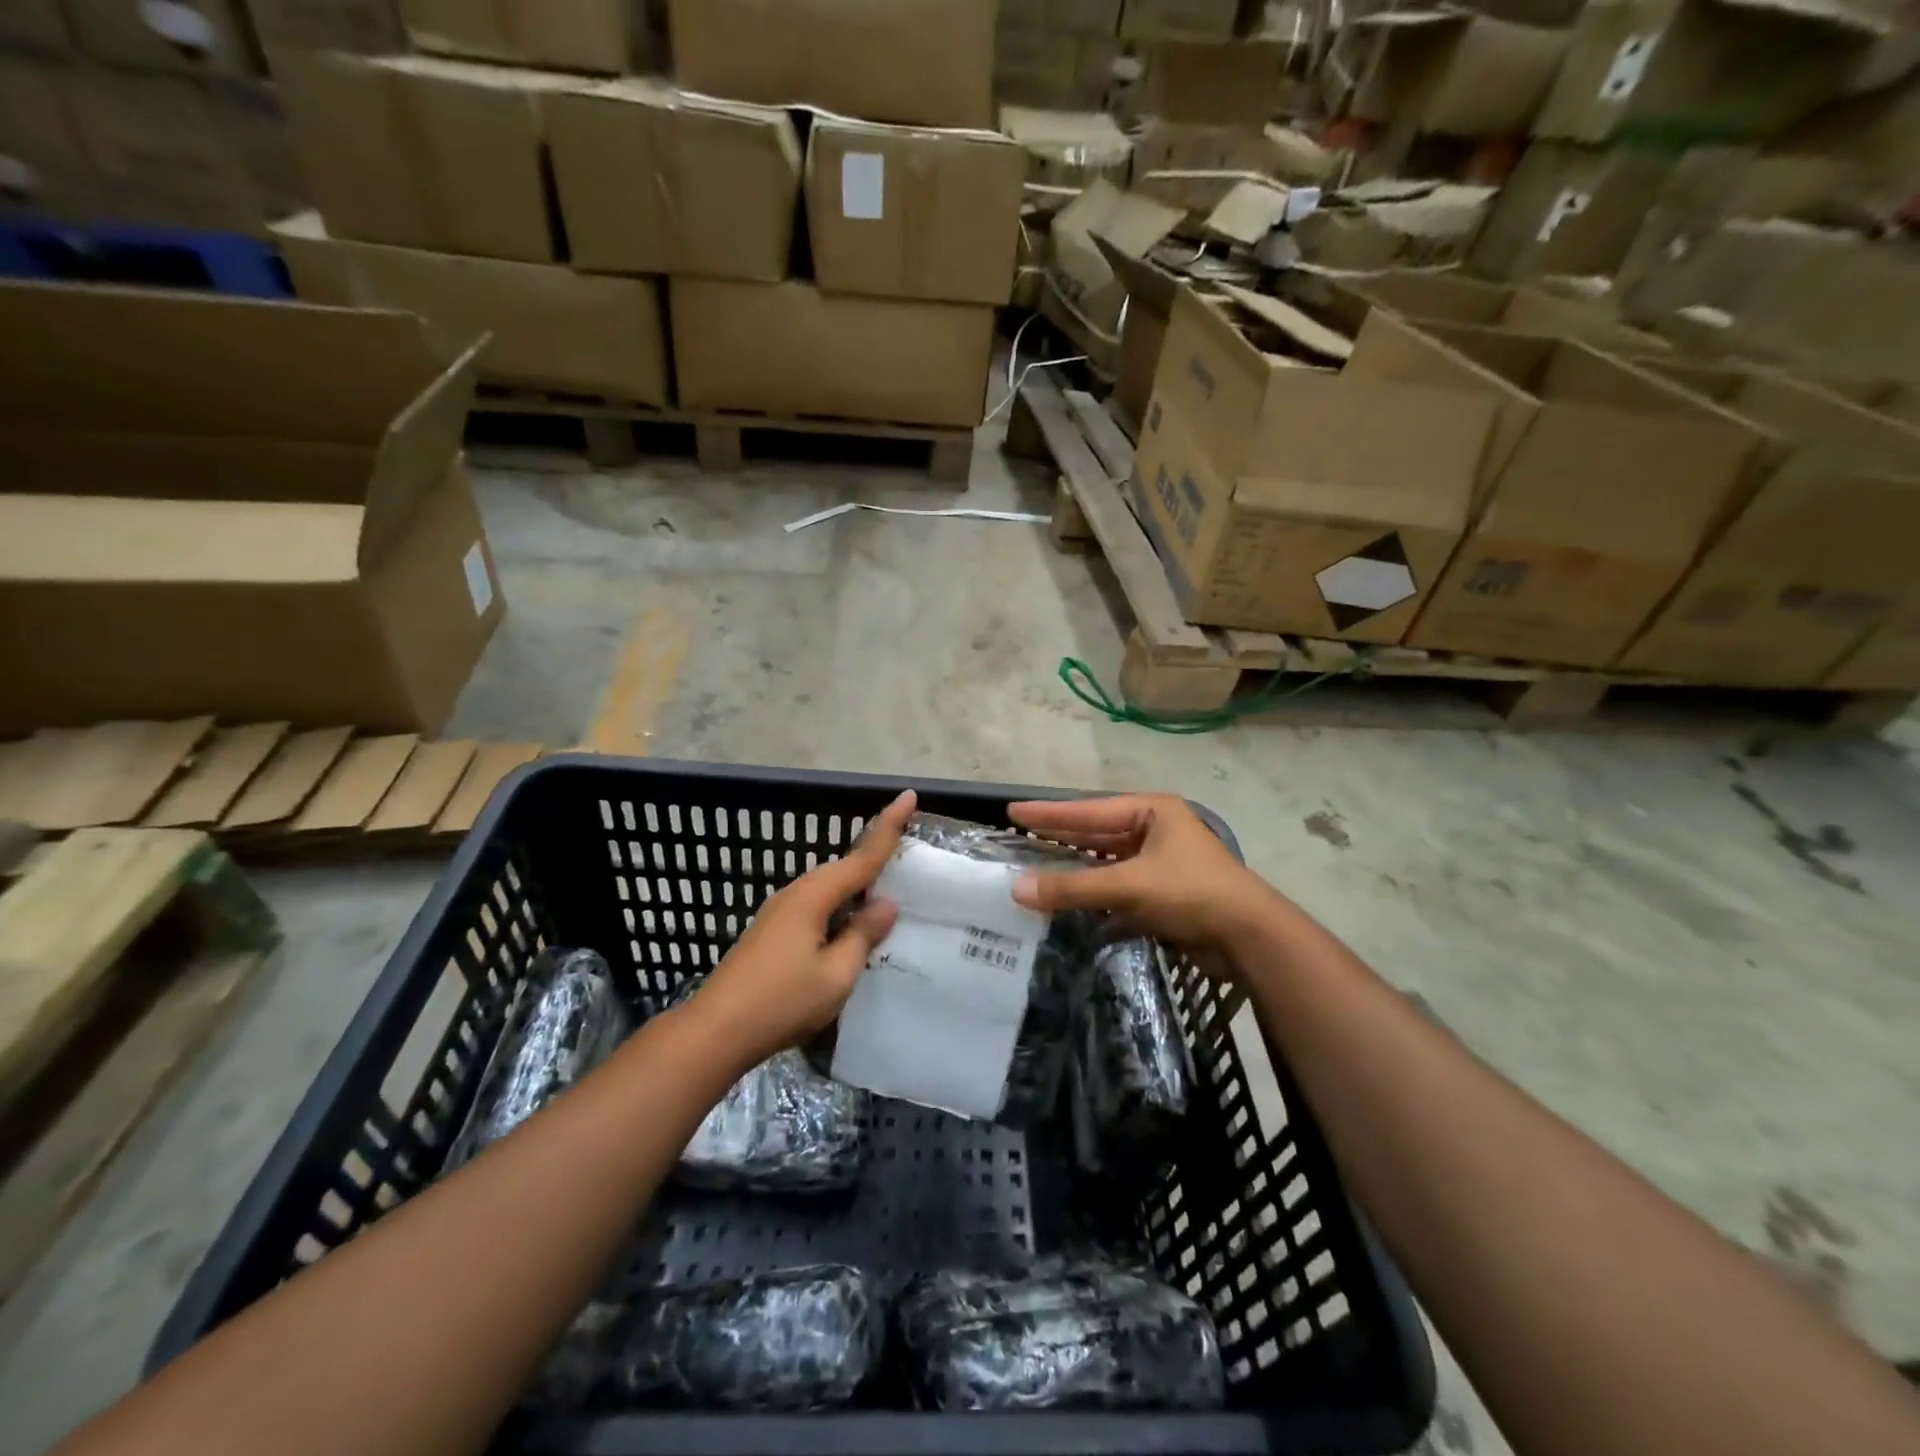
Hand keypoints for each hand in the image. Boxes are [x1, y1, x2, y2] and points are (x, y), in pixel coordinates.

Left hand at [689, 789, 915, 1072]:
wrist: (715, 1031)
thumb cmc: (781, 1002)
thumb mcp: (836, 974)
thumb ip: (863, 935)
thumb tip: (885, 903)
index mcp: (814, 897)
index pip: (862, 856)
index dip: (889, 826)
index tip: (909, 796)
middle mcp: (796, 894)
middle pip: (844, 869)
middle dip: (875, 857)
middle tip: (910, 852)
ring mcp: (780, 912)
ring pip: (829, 889)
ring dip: (857, 886)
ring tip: (888, 893)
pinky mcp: (773, 931)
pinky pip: (817, 906)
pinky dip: (840, 906)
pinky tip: (851, 926)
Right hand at [1008, 794, 1281, 955]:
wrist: (1249, 938)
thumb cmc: (1191, 893)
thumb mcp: (1128, 885)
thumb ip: (1072, 887)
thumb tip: (1016, 890)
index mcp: (1152, 812)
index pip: (1089, 811)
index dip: (1049, 814)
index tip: (1013, 812)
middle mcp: (1155, 832)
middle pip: (1097, 835)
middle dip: (1060, 841)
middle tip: (1020, 840)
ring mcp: (1161, 865)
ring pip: (1106, 866)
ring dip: (1075, 874)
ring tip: (1036, 874)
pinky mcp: (1163, 896)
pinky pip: (1118, 891)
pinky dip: (1095, 898)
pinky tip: (1068, 906)